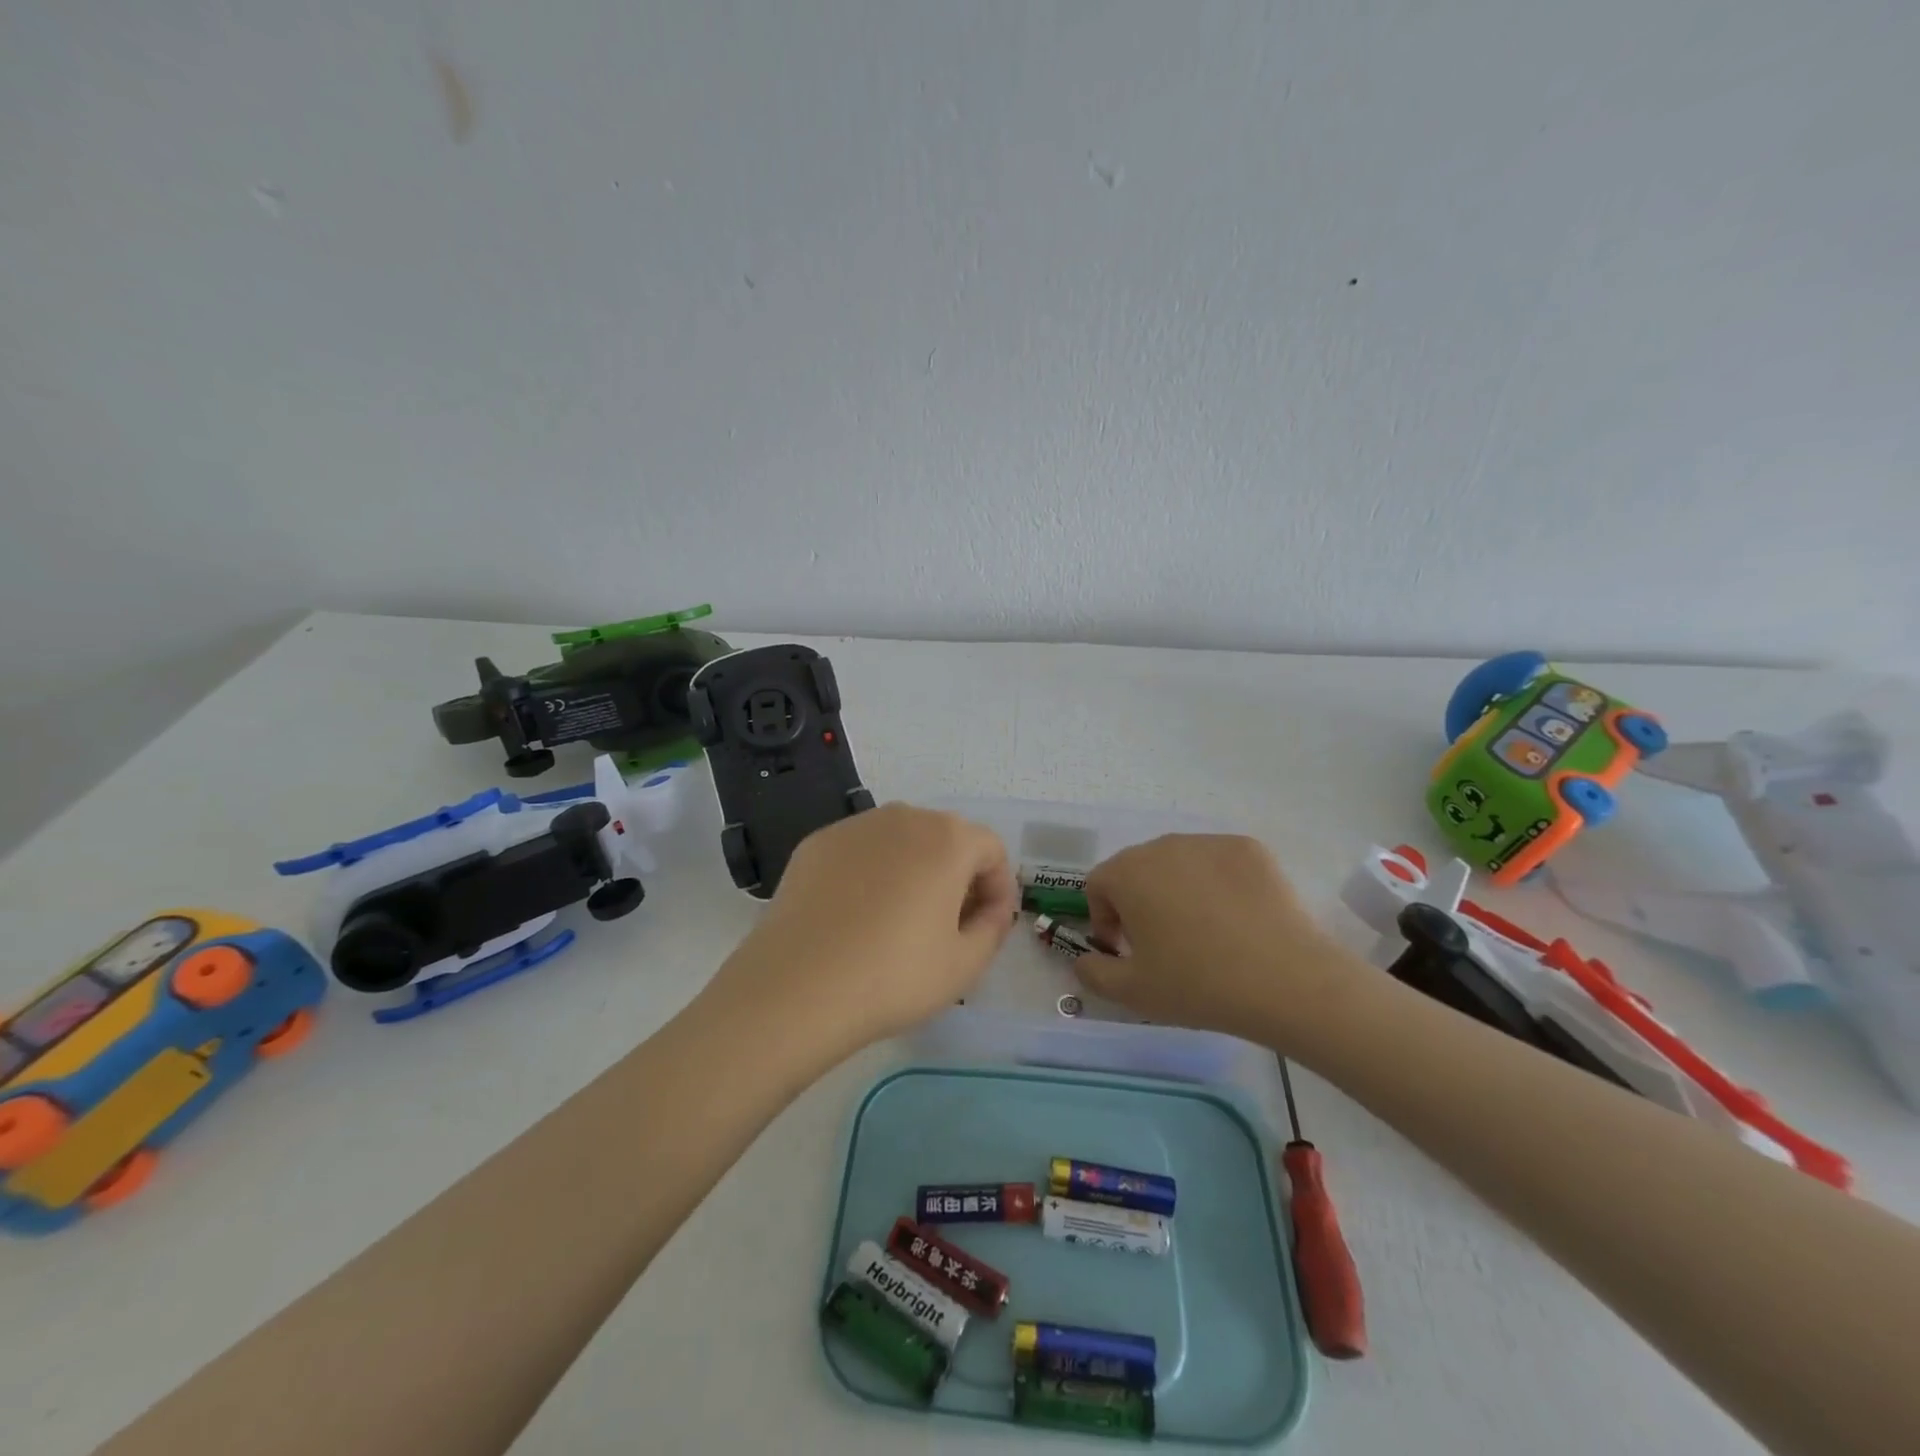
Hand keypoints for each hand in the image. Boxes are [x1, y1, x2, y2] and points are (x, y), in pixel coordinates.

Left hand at [710, 803, 1017, 1055]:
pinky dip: (872, 873)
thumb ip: (993, 927)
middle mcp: (903, 816)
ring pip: (902, 841)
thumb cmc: (894, 976)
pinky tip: (857, 917)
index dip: (998, 888)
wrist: (796, 988)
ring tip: (901, 921)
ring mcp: (854, 826)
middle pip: (947, 838)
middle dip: (958, 876)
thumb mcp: (965, 964)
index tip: (988, 925)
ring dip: (915, 870)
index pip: (991, 849)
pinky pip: (861, 851)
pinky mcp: (816, 843)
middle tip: (949, 926)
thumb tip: (991, 909)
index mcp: (947, 838)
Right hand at [1073, 834, 1350, 1044]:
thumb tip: (1084, 960)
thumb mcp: (1132, 992)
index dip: (1104, 919)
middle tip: (1162, 943)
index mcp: (1128, 873)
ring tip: (1202, 931)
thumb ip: (1093, 973)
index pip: (1099, 885)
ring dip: (1176, 889)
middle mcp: (1163, 845)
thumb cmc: (1197, 985)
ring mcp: (1208, 842)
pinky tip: (1237, 920)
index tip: (1126, 950)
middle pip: (1137, 869)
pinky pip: (1217, 863)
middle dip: (1138, 901)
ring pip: (1178, 863)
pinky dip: (1217, 884)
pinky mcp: (1249, 848)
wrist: (1286, 980)